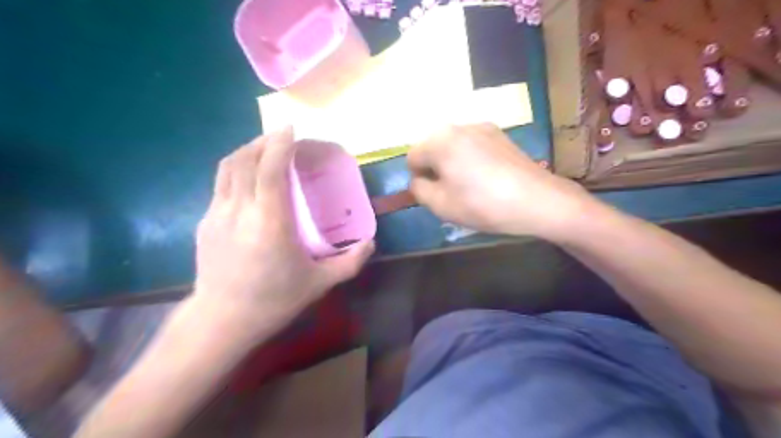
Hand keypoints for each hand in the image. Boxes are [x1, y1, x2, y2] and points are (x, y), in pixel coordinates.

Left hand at [194, 126, 372, 338]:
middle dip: (264, 141)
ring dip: (247, 150)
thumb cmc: (274, 301)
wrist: (222, 320)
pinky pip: (221, 183)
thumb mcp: (320, 283)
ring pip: (228, 167)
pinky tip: (250, 177)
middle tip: (282, 138)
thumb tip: (371, 243)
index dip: (280, 144)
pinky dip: (237, 169)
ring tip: (265, 149)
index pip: (270, 170)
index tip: (292, 130)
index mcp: (270, 222)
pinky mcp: (205, 221)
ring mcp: (217, 214)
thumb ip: (350, 262)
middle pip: (246, 159)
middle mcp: (240, 211)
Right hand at [406, 122, 595, 238]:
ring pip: (454, 146)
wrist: (538, 201)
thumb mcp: (441, 205)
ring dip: (453, 163)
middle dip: (436, 168)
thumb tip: (420, 180)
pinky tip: (488, 178)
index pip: (412, 157)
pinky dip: (471, 159)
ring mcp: (483, 127)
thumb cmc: (483, 204)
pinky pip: (473, 145)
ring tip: (471, 186)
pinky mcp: (501, 134)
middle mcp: (459, 126)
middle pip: (433, 147)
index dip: (418, 178)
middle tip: (451, 192)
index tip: (434, 195)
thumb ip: (419, 190)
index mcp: (440, 141)